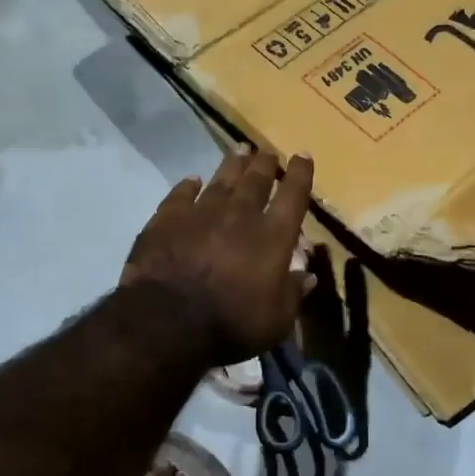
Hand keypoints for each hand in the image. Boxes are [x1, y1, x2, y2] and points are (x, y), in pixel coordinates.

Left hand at [122, 147, 315, 365]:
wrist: (167, 320)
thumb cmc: (231, 324)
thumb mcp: (276, 321)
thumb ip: (292, 294)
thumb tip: (307, 275)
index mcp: (272, 236)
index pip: (293, 196)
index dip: (300, 174)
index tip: (303, 155)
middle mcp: (240, 215)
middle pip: (256, 180)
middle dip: (265, 164)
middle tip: (267, 153)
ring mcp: (201, 212)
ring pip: (221, 180)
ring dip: (232, 164)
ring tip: (239, 150)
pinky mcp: (167, 218)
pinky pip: (181, 194)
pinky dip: (188, 186)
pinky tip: (191, 180)